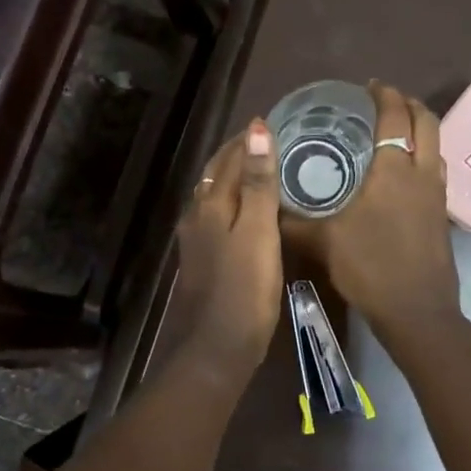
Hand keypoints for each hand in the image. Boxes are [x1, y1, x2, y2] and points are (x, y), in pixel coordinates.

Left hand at [168, 119, 283, 380]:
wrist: (216, 348)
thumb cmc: (244, 289)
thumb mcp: (258, 232)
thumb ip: (258, 182)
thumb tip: (256, 129)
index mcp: (211, 204)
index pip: (229, 158)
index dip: (249, 139)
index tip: (274, 122)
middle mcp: (197, 215)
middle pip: (216, 174)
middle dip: (239, 154)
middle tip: (271, 141)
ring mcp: (196, 239)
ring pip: (214, 195)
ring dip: (234, 177)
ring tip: (262, 169)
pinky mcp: (202, 260)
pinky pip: (216, 217)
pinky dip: (232, 202)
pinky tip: (246, 212)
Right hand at [284, 82, 460, 335]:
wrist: (416, 311)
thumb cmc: (370, 267)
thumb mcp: (323, 242)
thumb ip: (293, 222)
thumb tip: (267, 207)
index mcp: (393, 170)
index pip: (395, 117)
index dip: (384, 96)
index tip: (368, 86)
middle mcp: (421, 173)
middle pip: (426, 122)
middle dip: (408, 103)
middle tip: (384, 101)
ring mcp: (437, 194)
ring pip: (436, 145)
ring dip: (420, 128)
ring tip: (395, 130)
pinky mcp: (442, 214)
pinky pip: (436, 169)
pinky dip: (423, 155)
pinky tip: (403, 172)